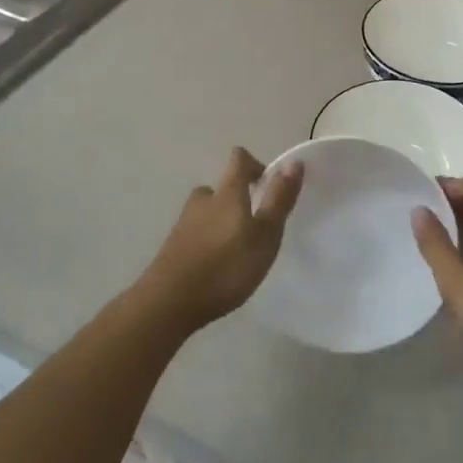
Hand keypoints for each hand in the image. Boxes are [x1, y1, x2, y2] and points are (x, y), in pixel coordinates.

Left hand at [136, 148, 303, 333]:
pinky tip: (215, 267)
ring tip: (236, 249)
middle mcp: (202, 201)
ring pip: (206, 212)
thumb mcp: (265, 234)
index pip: (239, 160)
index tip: (268, 185)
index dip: (255, 165)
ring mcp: (183, 224)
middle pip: (220, 188)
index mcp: (227, 193)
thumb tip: (293, 162)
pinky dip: (207, 241)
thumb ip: (278, 199)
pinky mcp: (172, 248)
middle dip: (237, 199)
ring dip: (221, 221)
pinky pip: (195, 234)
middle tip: (253, 227)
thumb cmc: (226, 266)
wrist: (169, 302)